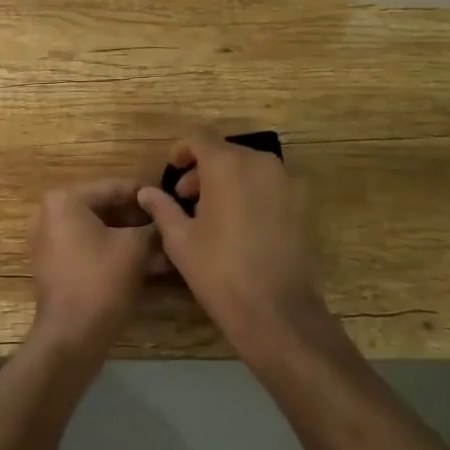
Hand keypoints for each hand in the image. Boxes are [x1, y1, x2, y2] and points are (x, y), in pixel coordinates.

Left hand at [30, 179, 161, 352]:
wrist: (70, 339)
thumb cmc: (101, 282)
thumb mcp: (135, 248)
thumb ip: (152, 225)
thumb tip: (165, 216)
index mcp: (65, 200)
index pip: (114, 187)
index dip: (147, 195)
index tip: (172, 200)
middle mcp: (51, 214)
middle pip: (106, 209)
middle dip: (139, 220)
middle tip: (170, 225)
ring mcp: (50, 241)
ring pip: (100, 231)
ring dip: (131, 238)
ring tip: (165, 246)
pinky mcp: (56, 266)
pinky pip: (90, 249)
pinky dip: (116, 253)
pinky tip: (149, 264)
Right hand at [136, 132, 326, 356]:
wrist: (279, 312)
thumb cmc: (220, 272)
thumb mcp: (180, 241)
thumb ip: (162, 208)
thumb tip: (146, 192)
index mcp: (227, 165)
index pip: (200, 137)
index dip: (183, 151)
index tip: (172, 172)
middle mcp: (260, 162)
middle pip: (226, 152)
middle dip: (203, 170)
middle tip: (186, 199)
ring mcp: (286, 181)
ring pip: (250, 167)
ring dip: (228, 180)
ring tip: (213, 214)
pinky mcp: (303, 203)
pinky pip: (270, 185)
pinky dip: (252, 192)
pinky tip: (242, 225)